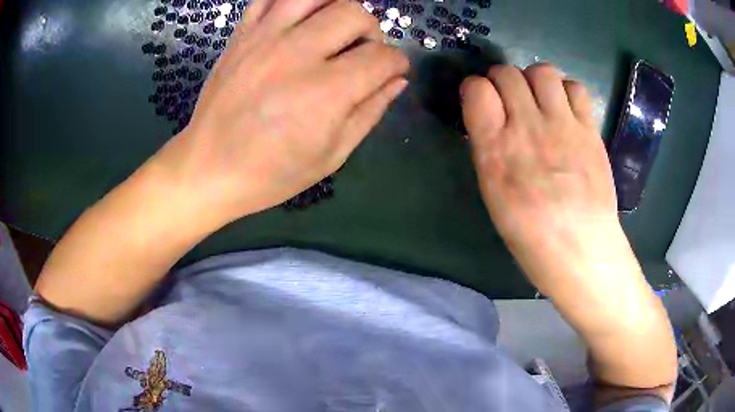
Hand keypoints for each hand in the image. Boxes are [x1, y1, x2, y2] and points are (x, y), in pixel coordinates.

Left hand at [155, 0, 408, 220]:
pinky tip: (300, 17)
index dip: (397, 63)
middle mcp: (296, 55)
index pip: (381, 58)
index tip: (394, 71)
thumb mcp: (330, 156)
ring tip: (335, 28)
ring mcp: (264, 39)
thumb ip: (369, 113)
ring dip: (337, 7)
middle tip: (364, 51)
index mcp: (325, 93)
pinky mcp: (241, 35)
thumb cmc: (271, 173)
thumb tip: (397, 81)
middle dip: (372, 31)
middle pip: (353, 14)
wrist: (208, 169)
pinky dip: (292, 0)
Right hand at [461, 64, 677, 397]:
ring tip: (538, 98)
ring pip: (542, 71)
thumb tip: (490, 122)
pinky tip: (565, 110)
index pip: (476, 90)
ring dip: (534, 79)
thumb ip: (490, 151)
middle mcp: (528, 129)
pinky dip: (565, 91)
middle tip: (509, 97)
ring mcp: (564, 126)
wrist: (582, 250)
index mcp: (497, 151)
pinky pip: (575, 88)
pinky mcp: (590, 130)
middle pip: (508, 73)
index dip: (474, 88)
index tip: (480, 99)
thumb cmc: (531, 235)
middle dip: (502, 79)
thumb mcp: (494, 195)